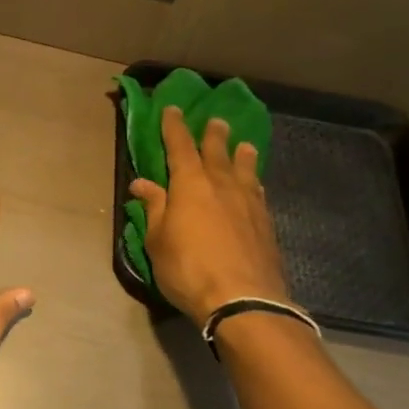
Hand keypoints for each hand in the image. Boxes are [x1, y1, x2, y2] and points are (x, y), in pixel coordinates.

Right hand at [130, 104, 290, 327]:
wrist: (242, 299)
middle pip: (217, 151)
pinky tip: (254, 186)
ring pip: (245, 168)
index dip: (174, 127)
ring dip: (240, 154)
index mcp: (190, 183)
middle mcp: (222, 184)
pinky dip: (252, 181)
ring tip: (242, 145)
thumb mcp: (158, 240)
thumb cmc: (188, 268)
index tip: (172, 109)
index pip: (180, 146)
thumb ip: (154, 208)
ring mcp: (249, 202)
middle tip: (215, 120)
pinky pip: (257, 190)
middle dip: (212, 134)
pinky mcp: (265, 222)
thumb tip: (142, 183)